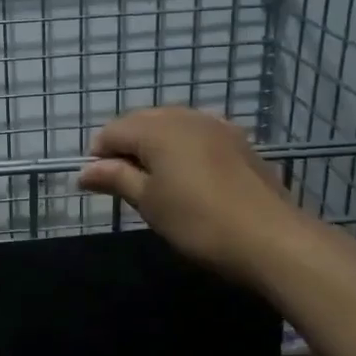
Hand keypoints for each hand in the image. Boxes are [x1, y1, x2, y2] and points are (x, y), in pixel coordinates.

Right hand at [78, 107, 295, 287]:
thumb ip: (116, 178)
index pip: (113, 131)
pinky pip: (197, 133)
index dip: (99, 155)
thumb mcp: (149, 202)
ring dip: (155, 145)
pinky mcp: (238, 141)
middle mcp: (185, 116)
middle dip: (126, 146)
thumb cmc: (198, 221)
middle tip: (124, 183)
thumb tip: (84, 171)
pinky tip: (187, 175)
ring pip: (172, 125)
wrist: (271, 238)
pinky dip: (183, 147)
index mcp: (158, 129)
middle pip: (142, 121)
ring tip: (154, 180)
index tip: (99, 184)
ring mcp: (216, 125)